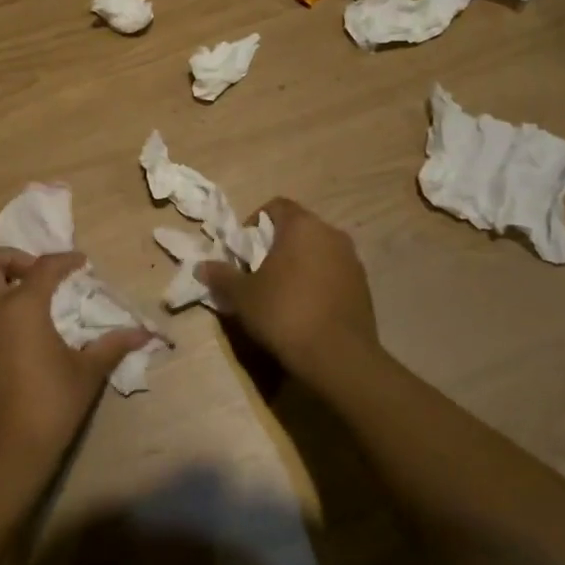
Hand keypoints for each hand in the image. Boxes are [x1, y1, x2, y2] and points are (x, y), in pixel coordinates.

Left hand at [0, 249, 152, 488]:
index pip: (42, 266)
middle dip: (13, 258)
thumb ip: (113, 345)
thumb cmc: (50, 404)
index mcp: (21, 307)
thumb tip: (145, 333)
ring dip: (10, 285)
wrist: (6, 454)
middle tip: (43, 274)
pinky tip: (36, 332)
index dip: (65, 260)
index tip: (82, 264)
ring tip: (46, 302)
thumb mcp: (87, 372)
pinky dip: (8, 310)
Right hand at [199, 198, 379, 391]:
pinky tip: (307, 309)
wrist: (339, 357)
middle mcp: (331, 234)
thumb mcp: (243, 296)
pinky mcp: (364, 286)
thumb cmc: (285, 313)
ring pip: (318, 251)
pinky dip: (319, 282)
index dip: (255, 222)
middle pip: (298, 228)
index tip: (245, 251)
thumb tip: (201, 266)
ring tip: (283, 293)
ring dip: (300, 264)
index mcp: (302, 225)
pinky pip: (334, 273)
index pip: (276, 206)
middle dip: (277, 245)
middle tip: (259, 272)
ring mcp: (352, 260)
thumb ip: (222, 276)